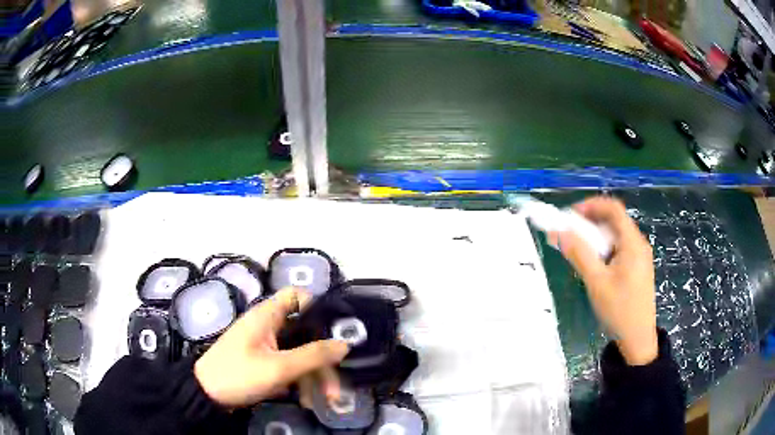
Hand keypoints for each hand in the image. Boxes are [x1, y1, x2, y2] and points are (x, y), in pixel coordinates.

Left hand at [194, 288, 348, 407]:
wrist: (207, 396)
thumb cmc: (238, 375)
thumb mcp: (278, 368)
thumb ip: (313, 355)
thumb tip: (345, 344)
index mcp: (267, 316)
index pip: (296, 296)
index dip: (317, 307)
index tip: (334, 331)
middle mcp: (268, 326)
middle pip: (304, 333)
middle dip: (322, 360)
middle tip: (335, 387)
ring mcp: (266, 346)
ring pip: (299, 353)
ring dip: (314, 377)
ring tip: (324, 401)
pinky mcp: (264, 362)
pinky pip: (289, 366)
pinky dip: (300, 381)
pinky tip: (305, 400)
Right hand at [550, 197, 657, 365]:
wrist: (637, 339)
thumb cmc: (619, 310)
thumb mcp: (597, 283)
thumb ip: (579, 254)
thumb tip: (558, 231)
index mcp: (632, 243)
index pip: (613, 209)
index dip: (591, 205)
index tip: (570, 215)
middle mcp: (638, 244)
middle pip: (614, 221)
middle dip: (590, 223)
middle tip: (570, 235)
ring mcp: (639, 256)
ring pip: (615, 236)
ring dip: (596, 238)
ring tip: (579, 252)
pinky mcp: (637, 268)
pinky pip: (619, 249)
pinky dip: (603, 250)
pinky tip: (594, 266)